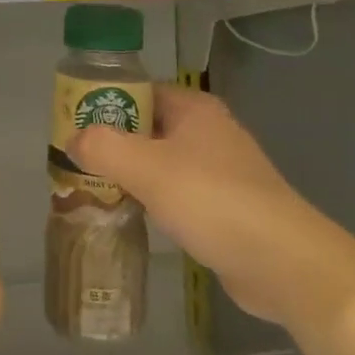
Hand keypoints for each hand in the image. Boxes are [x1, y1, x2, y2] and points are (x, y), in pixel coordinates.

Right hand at [68, 84, 338, 325]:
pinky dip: (152, 199)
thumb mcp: (147, 168)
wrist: (283, 263)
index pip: (139, 91)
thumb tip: (73, 140)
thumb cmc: (212, 200)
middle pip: (148, 127)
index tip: (72, 123)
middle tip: (75, 160)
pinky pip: (176, 192)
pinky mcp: (225, 206)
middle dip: (112, 142)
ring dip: (130, 173)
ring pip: (161, 162)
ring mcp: (220, 170)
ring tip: (92, 188)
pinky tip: (131, 215)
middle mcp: (208, 131)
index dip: (104, 102)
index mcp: (194, 109)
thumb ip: (103, 147)